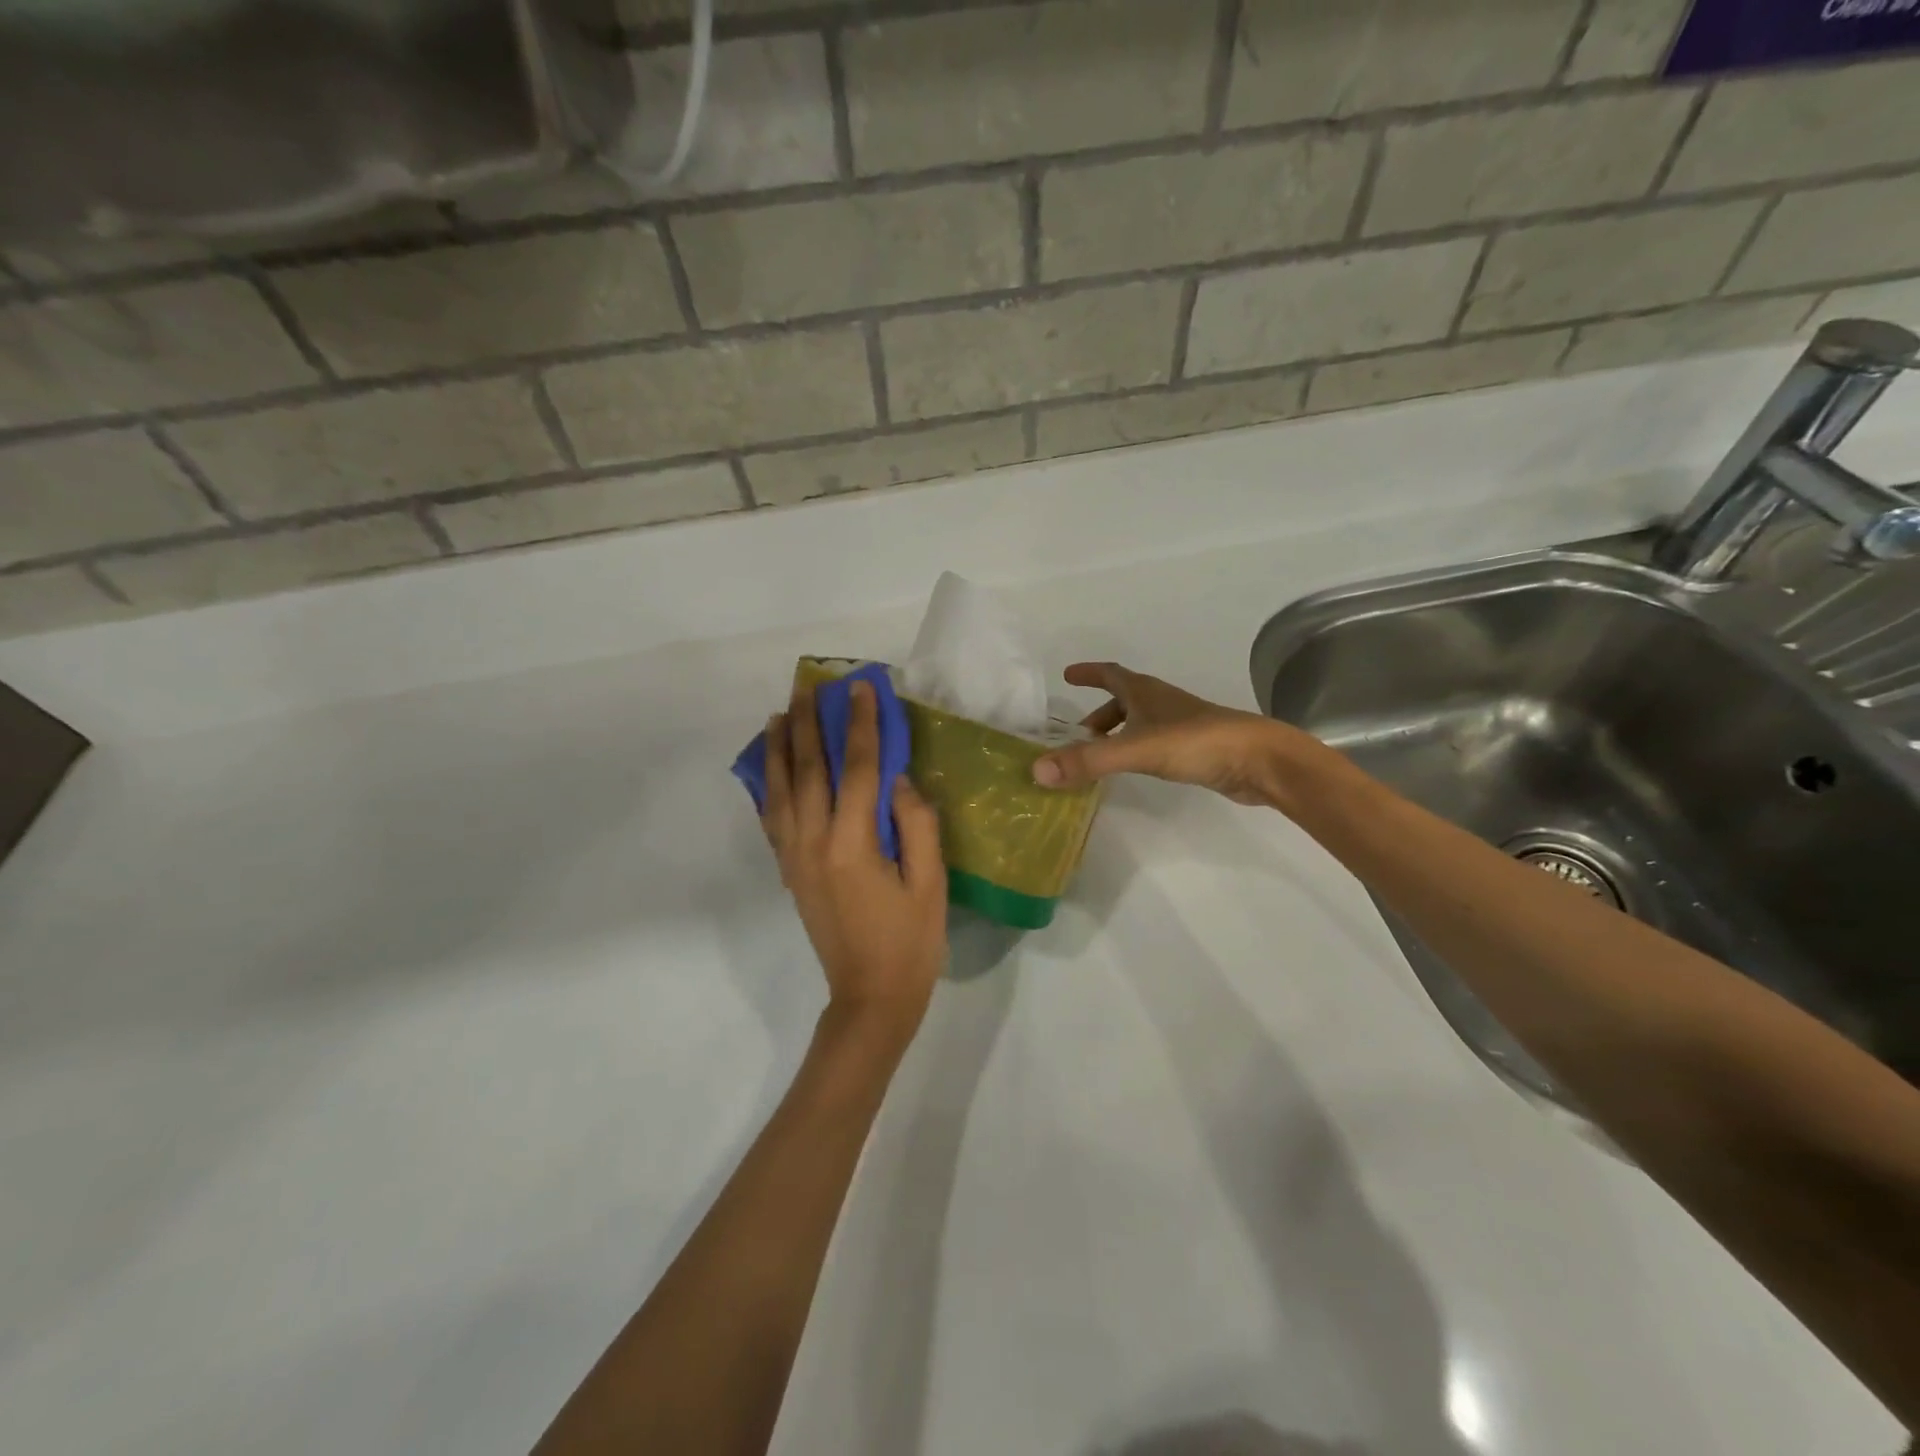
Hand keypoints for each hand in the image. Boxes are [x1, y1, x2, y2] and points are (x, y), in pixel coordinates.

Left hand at [762, 679, 947, 1033]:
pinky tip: (770, 767)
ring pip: (779, 789)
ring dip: (779, 748)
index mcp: (853, 844)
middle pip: (808, 770)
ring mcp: (795, 857)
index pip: (857, 769)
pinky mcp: (789, 870)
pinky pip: (772, 817)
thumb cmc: (911, 942)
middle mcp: (814, 842)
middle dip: (809, 724)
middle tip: (810, 687)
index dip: (861, 725)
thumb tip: (897, 778)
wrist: (869, 997)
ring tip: (781, 714)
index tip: (862, 689)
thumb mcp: (931, 882)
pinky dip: (768, 785)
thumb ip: (915, 824)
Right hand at [1031, 662, 1309, 805]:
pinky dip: (1134, 749)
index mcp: (1145, 692)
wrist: (1259, 760)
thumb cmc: (1196, 742)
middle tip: (1076, 735)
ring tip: (1097, 756)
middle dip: (1098, 713)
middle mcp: (1161, 703)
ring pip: (1138, 723)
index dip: (1088, 673)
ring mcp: (1180, 725)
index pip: (1110, 674)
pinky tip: (1132, 770)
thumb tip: (1037, 770)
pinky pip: (1152, 742)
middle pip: (1123, 700)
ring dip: (1115, 734)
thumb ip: (1088, 760)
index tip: (1067, 675)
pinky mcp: (1193, 748)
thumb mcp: (1135, 749)